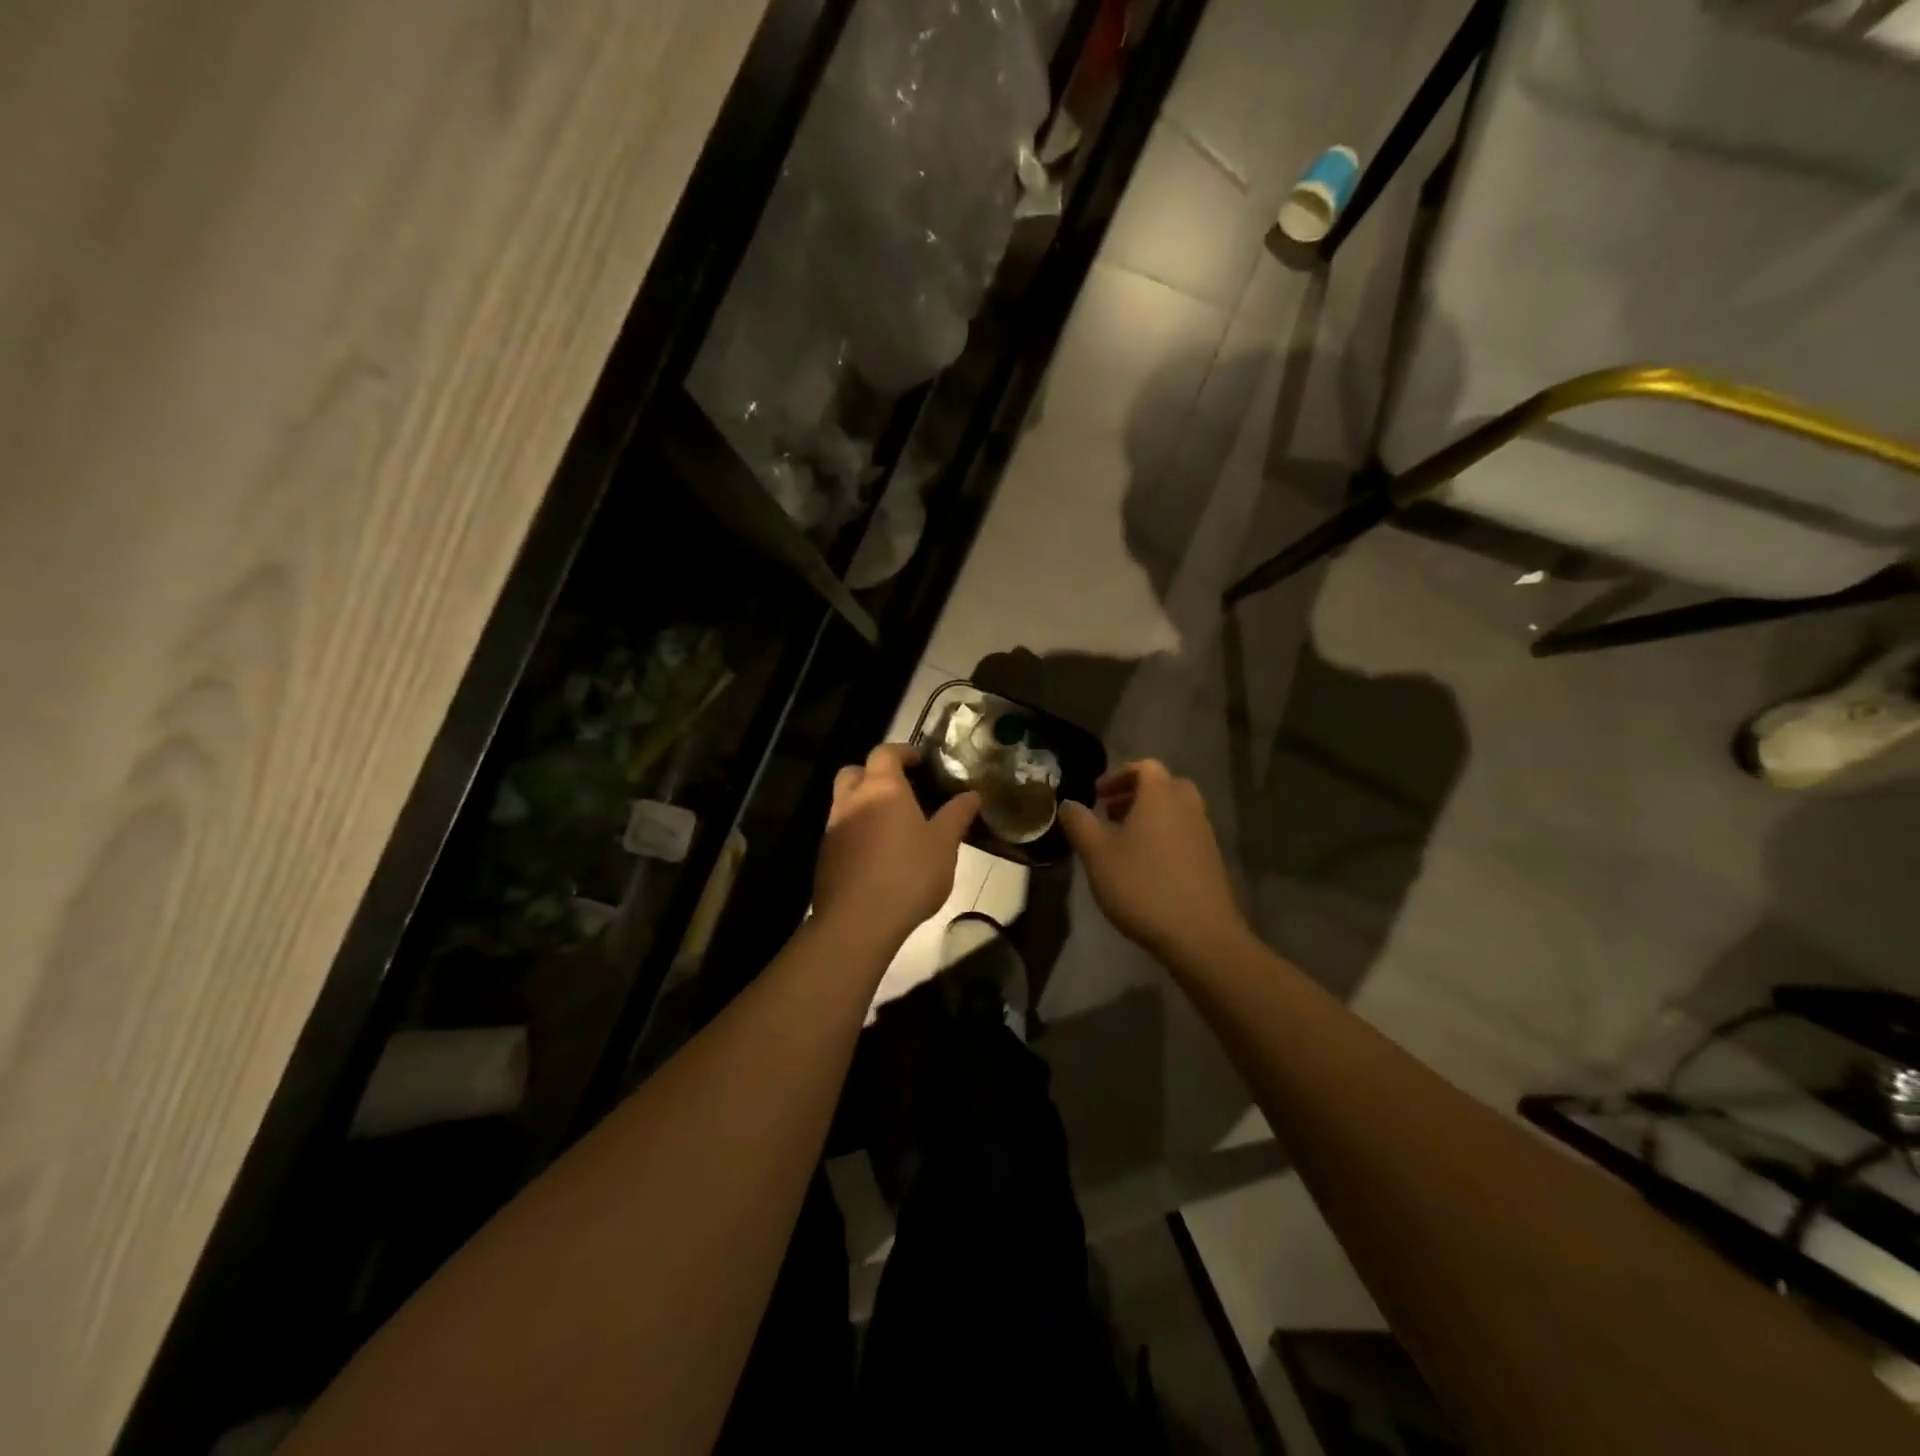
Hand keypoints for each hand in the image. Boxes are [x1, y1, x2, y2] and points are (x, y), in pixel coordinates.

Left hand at [814, 744, 979, 948]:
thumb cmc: (908, 874)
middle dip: (874, 772)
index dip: (902, 751)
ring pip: (845, 801)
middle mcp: (852, 799)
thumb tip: (972, 794)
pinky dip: (857, 830)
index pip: (885, 752)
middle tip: (900, 788)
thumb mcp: (944, 845)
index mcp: (882, 788)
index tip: (919, 760)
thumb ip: (957, 816)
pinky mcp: (825, 855)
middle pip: (855, 771)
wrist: (858, 921)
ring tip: (892, 824)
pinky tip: (877, 853)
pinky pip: (841, 829)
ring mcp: (834, 827)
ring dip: (864, 802)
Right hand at [1059, 760, 1250, 966]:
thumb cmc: (1142, 885)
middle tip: (1110, 814)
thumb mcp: (1097, 854)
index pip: (1145, 766)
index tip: (1097, 796)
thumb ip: (1079, 823)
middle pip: (1163, 786)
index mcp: (1160, 795)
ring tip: (1123, 843)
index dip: (1118, 775)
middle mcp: (1187, 806)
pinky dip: (1164, 837)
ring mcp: (1204, 834)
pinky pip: (1184, 834)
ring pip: (1175, 811)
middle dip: (1135, 795)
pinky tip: (1145, 868)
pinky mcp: (1211, 860)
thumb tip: (1068, 803)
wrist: (1199, 934)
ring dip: (1149, 817)